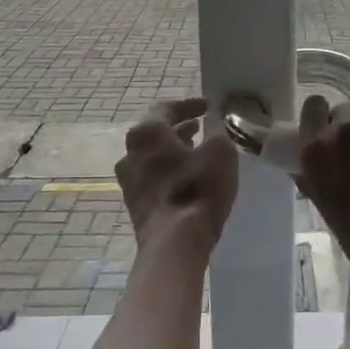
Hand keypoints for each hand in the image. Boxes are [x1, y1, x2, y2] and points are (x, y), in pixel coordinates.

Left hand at [116, 98, 237, 258]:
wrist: (174, 242)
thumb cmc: (197, 189)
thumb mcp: (221, 153)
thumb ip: (219, 136)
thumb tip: (215, 134)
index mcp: (146, 133)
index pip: (166, 108)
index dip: (189, 105)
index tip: (207, 106)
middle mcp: (130, 153)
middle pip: (155, 134)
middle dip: (179, 129)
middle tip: (200, 127)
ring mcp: (128, 182)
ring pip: (153, 158)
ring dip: (174, 152)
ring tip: (196, 152)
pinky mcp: (135, 205)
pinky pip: (154, 179)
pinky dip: (170, 172)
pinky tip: (189, 179)